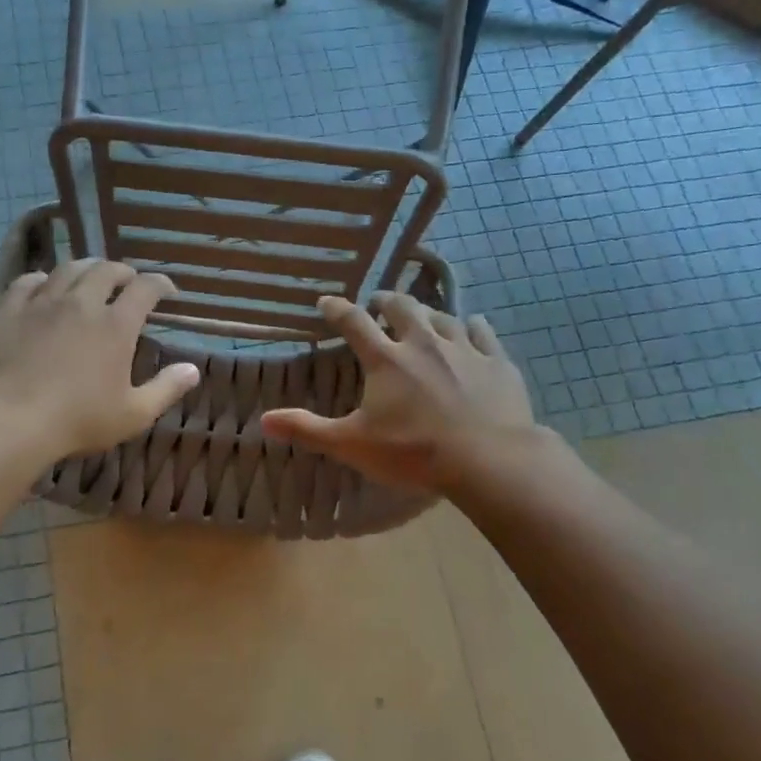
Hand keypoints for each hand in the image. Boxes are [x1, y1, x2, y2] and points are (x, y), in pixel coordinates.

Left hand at [0, 258, 201, 461]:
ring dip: (86, 268)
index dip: (160, 284)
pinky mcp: (9, 308)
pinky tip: (44, 286)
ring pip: (68, 269)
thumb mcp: (133, 414)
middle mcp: (82, 302)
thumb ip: (166, 389)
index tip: (168, 291)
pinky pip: (28, 281)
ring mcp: (42, 302)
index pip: (145, 288)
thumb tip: (193, 370)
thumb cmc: (77, 420)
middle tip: (128, 282)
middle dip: (123, 272)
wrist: (8, 418)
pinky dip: (43, 279)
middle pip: (106, 270)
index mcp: (116, 325)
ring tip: (90, 276)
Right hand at [261, 293, 537, 492]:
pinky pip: (482, 333)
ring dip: (427, 313)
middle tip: (379, 303)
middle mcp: (423, 343)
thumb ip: (308, 429)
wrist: (489, 459)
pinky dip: (471, 327)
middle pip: (402, 308)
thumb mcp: (352, 444)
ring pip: (442, 317)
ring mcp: (464, 349)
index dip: (337, 309)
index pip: (354, 323)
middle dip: (387, 301)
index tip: (327, 301)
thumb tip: (263, 420)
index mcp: (386, 360)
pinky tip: (471, 327)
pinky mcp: (496, 362)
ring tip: (422, 316)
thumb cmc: (414, 452)